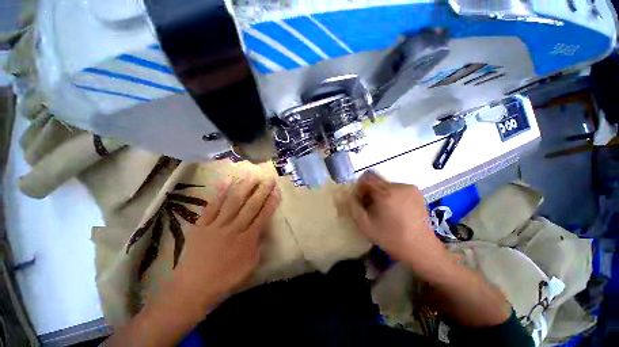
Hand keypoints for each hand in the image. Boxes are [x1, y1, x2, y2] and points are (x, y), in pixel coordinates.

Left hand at [170, 173, 279, 315]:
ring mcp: (216, 225)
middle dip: (262, 191)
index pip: (262, 216)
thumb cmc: (225, 280)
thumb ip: (258, 246)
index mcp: (247, 240)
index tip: (276, 191)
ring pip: (233, 202)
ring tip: (252, 175)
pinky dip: (219, 193)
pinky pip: (212, 206)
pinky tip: (227, 181)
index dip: (271, 203)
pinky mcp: (202, 225)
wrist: (192, 289)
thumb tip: (264, 230)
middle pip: (251, 206)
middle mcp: (234, 229)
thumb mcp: (249, 267)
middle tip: (268, 178)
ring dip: (244, 187)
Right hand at [340, 171, 447, 275]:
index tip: (360, 200)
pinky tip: (394, 210)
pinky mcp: (416, 192)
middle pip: (376, 181)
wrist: (422, 249)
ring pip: (386, 185)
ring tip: (383, 211)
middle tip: (370, 208)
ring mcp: (410, 188)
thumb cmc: (392, 238)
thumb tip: (342, 194)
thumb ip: (352, 207)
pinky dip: (390, 195)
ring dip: (380, 194)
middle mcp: (399, 186)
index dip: (360, 187)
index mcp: (386, 193)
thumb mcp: (366, 225)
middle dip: (370, 192)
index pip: (367, 178)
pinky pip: (396, 188)